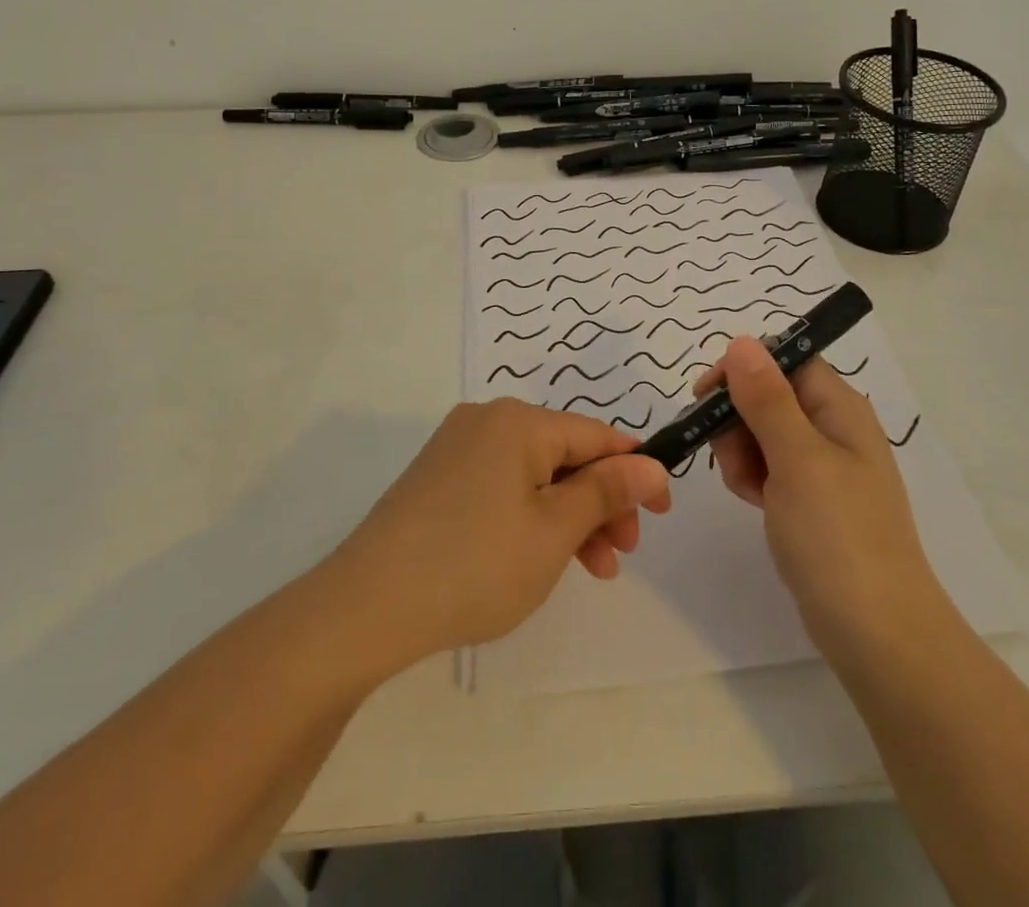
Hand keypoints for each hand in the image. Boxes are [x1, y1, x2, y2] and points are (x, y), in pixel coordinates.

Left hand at [326, 401, 671, 668]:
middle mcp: (486, 421)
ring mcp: (456, 449)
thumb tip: (651, 465)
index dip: (635, 471)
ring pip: (534, 475)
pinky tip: (538, 557)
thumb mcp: (554, 530)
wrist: (366, 606)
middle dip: (600, 502)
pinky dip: (530, 517)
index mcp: (518, 421)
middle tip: (621, 554)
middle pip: (564, 454)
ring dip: (568, 517)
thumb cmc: (475, 564)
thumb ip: (606, 492)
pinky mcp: (437, 479)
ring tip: (590, 570)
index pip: (596, 435)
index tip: (662, 512)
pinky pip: (502, 487)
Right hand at [703, 336, 941, 663]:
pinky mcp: (809, 499)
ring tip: (749, 488)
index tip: (706, 396)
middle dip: (737, 418)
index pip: (784, 359)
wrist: (877, 634)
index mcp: (839, 407)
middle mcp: (832, 427)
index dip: (743, 370)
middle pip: (767, 394)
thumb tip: (743, 341)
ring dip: (740, 452)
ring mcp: (821, 466)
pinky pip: (768, 467)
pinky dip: (752, 477)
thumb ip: (766, 398)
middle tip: (733, 457)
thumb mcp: (797, 459)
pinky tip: (754, 502)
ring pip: (761, 431)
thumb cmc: (838, 536)